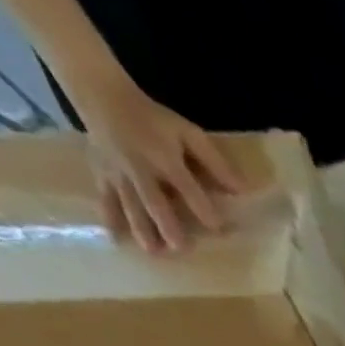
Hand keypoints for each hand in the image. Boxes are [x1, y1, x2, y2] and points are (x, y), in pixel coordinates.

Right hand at [75, 77, 243, 253]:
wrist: (101, 93)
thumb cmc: (155, 120)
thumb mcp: (188, 133)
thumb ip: (215, 162)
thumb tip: (243, 191)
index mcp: (164, 158)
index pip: (187, 187)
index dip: (202, 208)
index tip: (218, 228)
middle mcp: (140, 168)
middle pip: (153, 199)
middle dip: (166, 223)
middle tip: (178, 247)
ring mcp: (118, 172)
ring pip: (129, 203)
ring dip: (140, 228)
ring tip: (153, 251)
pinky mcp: (101, 173)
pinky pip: (105, 197)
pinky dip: (109, 217)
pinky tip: (115, 238)